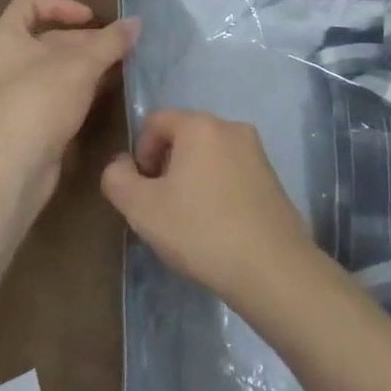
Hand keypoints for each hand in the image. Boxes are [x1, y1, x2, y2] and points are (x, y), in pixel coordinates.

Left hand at [0, 0, 138, 212]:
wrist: (14, 167)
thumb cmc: (41, 100)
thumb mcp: (81, 65)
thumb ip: (110, 42)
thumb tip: (136, 21)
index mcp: (7, 38)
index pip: (28, 5)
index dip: (61, 5)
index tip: (90, 17)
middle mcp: (6, 62)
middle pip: (47, 39)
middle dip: (84, 40)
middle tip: (118, 45)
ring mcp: (16, 93)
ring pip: (55, 68)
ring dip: (86, 65)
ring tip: (120, 65)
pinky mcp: (29, 120)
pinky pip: (57, 93)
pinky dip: (80, 88)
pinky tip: (106, 91)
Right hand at [101, 109, 317, 309]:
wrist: (272, 268)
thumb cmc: (201, 231)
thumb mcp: (142, 209)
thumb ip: (118, 179)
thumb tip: (120, 165)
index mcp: (200, 125)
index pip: (156, 122)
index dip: (140, 153)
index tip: (142, 190)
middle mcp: (232, 127)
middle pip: (184, 136)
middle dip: (166, 166)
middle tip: (161, 207)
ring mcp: (257, 152)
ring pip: (209, 156)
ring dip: (192, 179)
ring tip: (189, 220)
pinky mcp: (273, 179)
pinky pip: (232, 173)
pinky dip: (217, 190)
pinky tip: (216, 227)